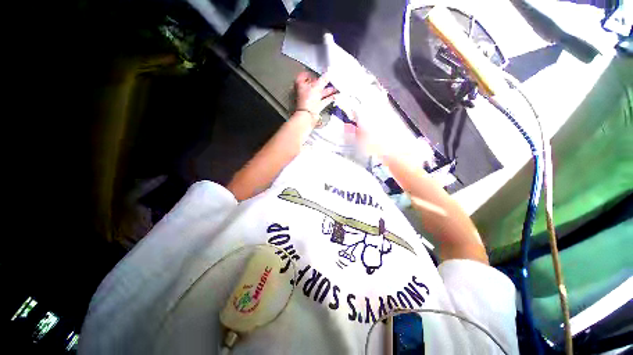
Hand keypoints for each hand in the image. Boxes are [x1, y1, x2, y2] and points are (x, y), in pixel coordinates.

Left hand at [295, 72, 336, 117]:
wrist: (307, 116)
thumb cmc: (307, 100)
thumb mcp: (316, 87)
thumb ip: (323, 80)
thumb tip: (328, 73)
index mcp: (300, 85)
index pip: (304, 76)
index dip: (311, 74)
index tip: (318, 73)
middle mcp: (304, 92)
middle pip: (313, 85)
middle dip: (322, 83)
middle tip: (330, 80)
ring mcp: (310, 100)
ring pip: (319, 93)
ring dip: (327, 91)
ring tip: (335, 88)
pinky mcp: (315, 107)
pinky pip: (323, 101)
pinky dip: (328, 98)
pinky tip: (335, 96)